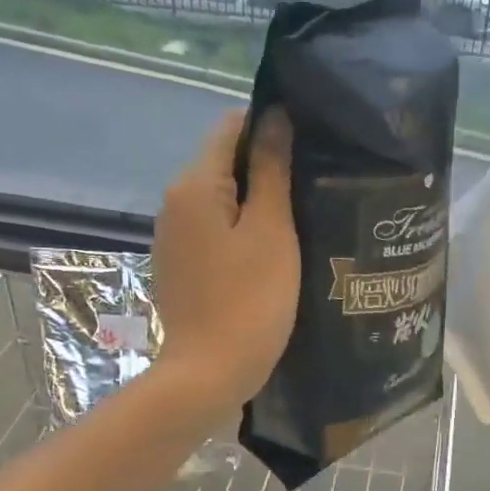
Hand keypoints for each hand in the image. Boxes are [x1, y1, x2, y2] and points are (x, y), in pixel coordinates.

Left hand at [152, 109, 298, 414]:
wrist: (208, 374)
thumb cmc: (249, 300)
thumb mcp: (271, 230)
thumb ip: (271, 169)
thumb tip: (274, 116)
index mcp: (195, 184)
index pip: (232, 126)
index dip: (271, 125)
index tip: (311, 143)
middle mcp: (175, 202)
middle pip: (224, 162)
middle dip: (267, 165)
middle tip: (316, 181)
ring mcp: (173, 236)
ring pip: (221, 198)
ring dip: (257, 199)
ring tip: (302, 213)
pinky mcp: (180, 265)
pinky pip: (214, 229)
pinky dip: (241, 228)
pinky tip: (272, 249)